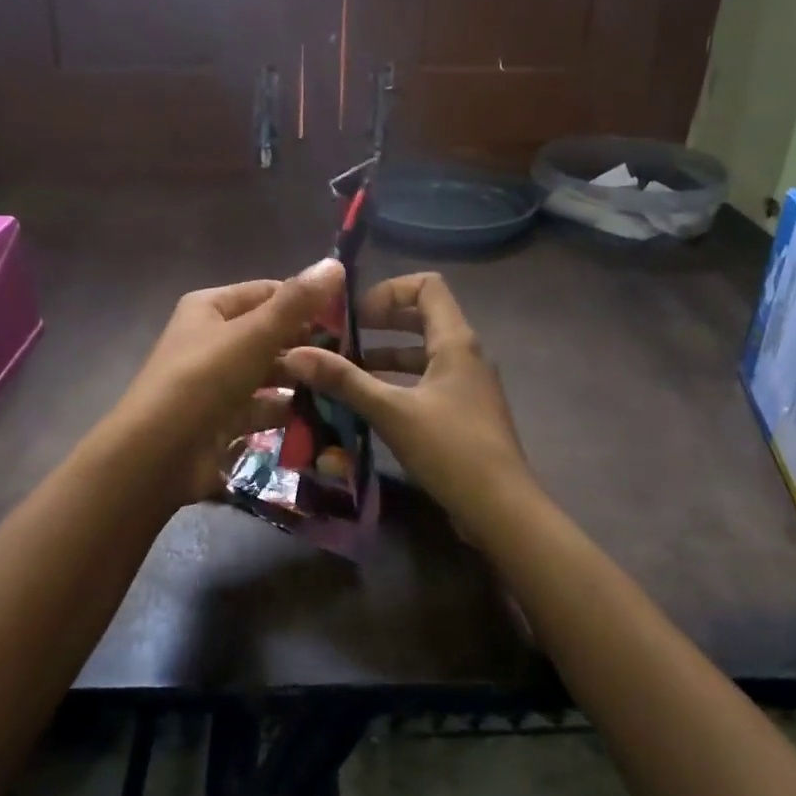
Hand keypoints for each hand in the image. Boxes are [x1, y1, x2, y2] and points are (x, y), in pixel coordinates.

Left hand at [112, 259, 346, 506]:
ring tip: (346, 386)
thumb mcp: (253, 335)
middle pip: (270, 334)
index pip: (268, 293)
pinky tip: (324, 415)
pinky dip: (287, 411)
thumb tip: (335, 263)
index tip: (350, 316)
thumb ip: (297, 302)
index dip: (307, 301)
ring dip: (302, 380)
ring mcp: (217, 383)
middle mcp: (211, 340)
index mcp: (210, 308)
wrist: (156, 456)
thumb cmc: (203, 380)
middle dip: (309, 345)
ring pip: (269, 374)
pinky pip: (263, 408)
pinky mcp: (223, 420)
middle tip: (356, 355)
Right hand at [280, 272, 534, 534]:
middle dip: (380, 322)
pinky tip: (369, 402)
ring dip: (385, 355)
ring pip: (422, 353)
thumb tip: (294, 353)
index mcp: (455, 340)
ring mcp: (467, 383)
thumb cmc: (450, 449)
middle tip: (342, 338)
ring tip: (345, 371)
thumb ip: (344, 380)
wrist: (501, 509)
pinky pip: (426, 380)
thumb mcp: (391, 411)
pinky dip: (397, 381)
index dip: (389, 290)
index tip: (355, 314)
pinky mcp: (463, 410)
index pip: (426, 286)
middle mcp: (465, 353)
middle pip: (422, 317)